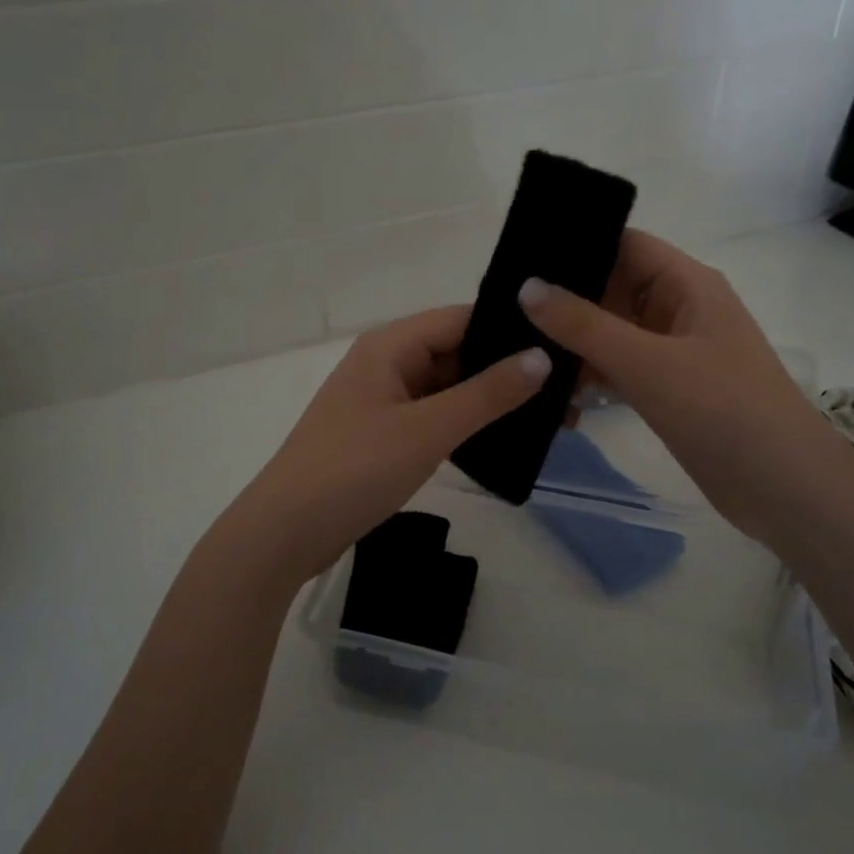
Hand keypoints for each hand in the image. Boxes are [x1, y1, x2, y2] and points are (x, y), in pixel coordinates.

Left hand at [225, 306, 548, 585]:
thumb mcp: (427, 430)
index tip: (563, 347)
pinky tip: (505, 441)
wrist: (285, 534)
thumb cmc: (354, 470)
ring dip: (491, 401)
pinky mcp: (383, 435)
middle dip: (507, 371)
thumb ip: (487, 394)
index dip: (510, 330)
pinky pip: (434, 417)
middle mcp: (386, 363)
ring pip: (448, 388)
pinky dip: (467, 425)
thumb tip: (543, 357)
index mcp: (390, 345)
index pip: (462, 319)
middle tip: (568, 393)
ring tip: (551, 419)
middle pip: (457, 352)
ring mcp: (383, 401)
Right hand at [520, 231, 815, 544]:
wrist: (782, 487)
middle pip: (612, 289)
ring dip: (571, 345)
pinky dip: (588, 378)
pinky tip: (550, 393)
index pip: (623, 245)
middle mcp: (678, 310)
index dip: (575, 245)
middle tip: (501, 311)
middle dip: (562, 301)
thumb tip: (526, 286)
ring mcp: (673, 352)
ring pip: (610, 334)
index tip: (518, 258)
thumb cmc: (722, 410)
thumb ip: (584, 325)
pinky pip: (618, 370)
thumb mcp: (647, 363)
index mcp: (686, 284)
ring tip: (513, 352)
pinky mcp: (668, 390)